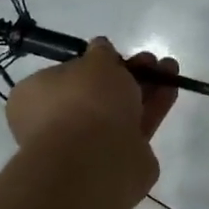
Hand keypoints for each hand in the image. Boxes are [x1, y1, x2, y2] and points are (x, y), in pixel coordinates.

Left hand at [6, 40, 178, 189]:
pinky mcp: (118, 160)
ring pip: (121, 110)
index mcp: (36, 98)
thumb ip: (101, 54)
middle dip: (127, 74)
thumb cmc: (84, 102)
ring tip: (170, 68)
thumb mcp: (95, 62)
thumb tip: (101, 48)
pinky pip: (137, 128)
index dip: (93, 64)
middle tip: (151, 60)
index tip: (118, 55)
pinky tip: (172, 90)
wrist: (97, 159)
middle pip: (98, 93)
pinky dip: (154, 108)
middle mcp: (58, 122)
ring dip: (145, 88)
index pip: (65, 76)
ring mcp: (88, 145)